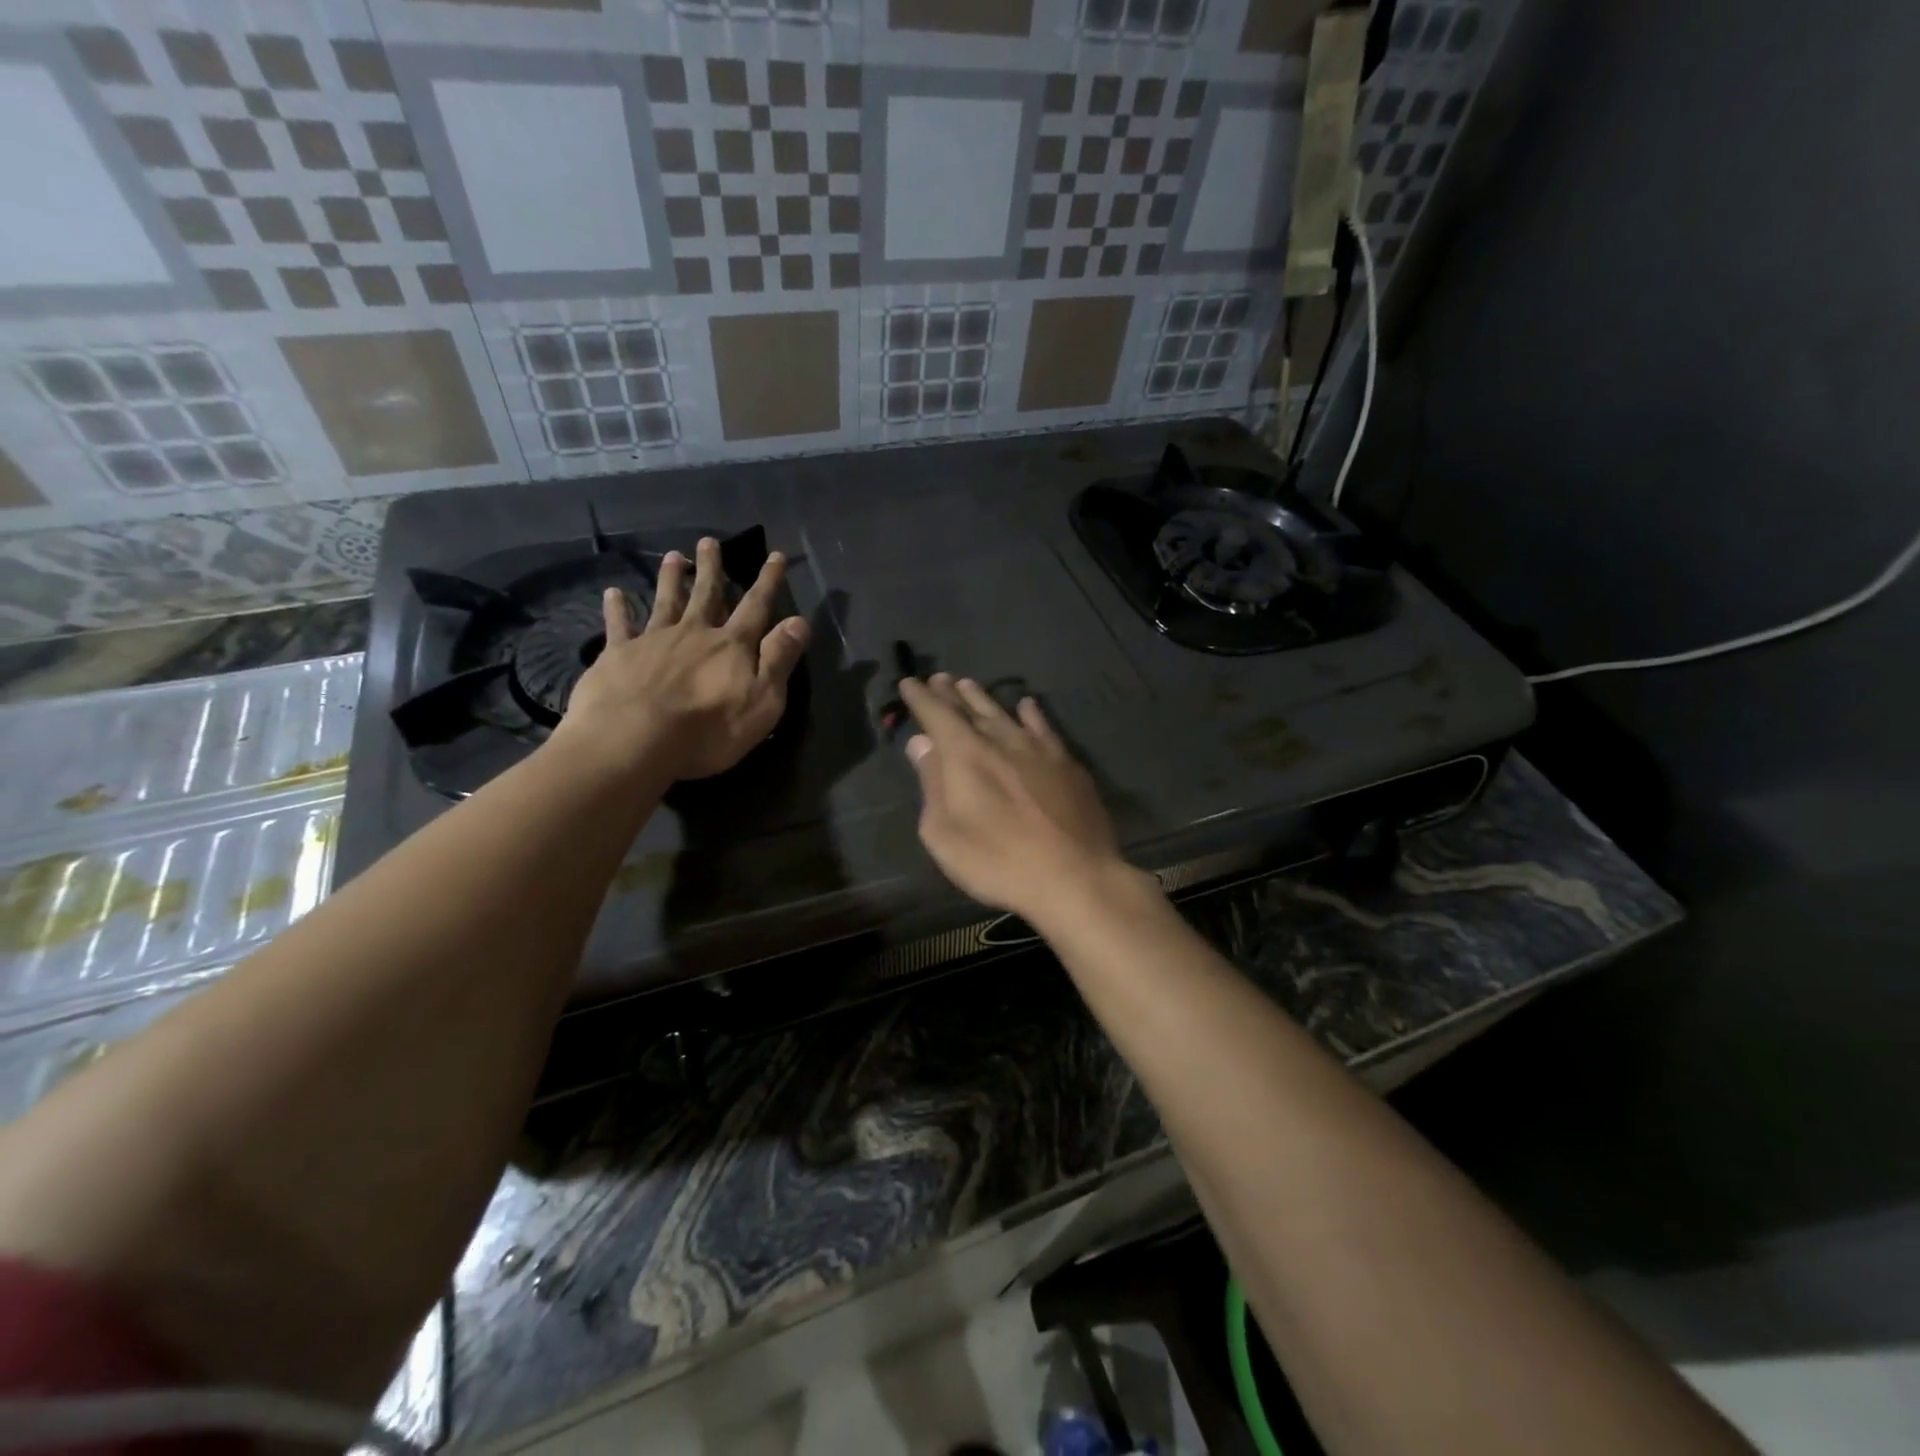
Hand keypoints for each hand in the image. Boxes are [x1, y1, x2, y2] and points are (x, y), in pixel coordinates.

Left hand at [558, 536, 809, 780]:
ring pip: (665, 601)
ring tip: (672, 556)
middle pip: (706, 594)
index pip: (756, 607)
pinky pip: (619, 625)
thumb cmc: (708, 729)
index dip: (767, 582)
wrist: (634, 740)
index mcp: (731, 645)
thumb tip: (800, 621)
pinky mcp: (618, 655)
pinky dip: (617, 608)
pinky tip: (613, 593)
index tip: (774, 556)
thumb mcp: (762, 700)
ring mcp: (653, 641)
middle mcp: (694, 633)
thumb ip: (779, 659)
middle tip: (709, 541)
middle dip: (711, 568)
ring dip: (670, 578)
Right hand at [899, 674, 1133, 924]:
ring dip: (984, 698)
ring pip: (1005, 713)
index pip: (937, 715)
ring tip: (970, 685)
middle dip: (951, 693)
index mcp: (965, 755)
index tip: (910, 683)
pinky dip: (1031, 713)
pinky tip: (1027, 705)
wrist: (1074, 876)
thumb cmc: (998, 861)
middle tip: (940, 679)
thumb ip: (932, 784)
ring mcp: (1038, 749)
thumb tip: (922, 744)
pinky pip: (1044, 727)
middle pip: (971, 708)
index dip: (921, 698)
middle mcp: (1001, 740)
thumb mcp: (945, 834)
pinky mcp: (1067, 763)